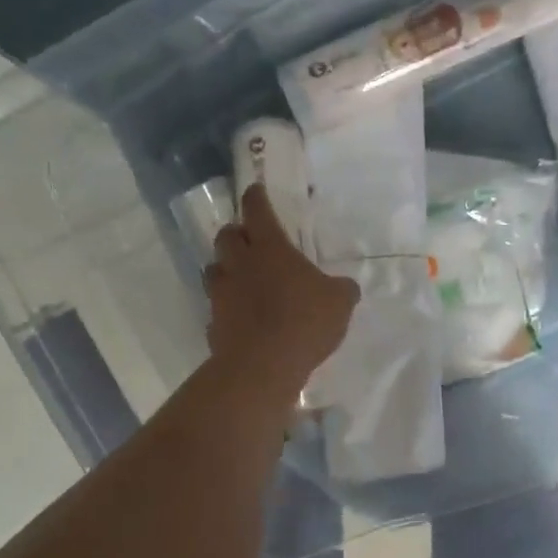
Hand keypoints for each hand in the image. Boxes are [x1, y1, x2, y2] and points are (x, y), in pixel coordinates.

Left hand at [206, 184, 358, 397]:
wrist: (262, 366)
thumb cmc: (304, 322)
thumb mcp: (339, 302)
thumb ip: (341, 289)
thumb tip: (345, 287)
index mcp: (270, 248)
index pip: (256, 210)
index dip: (256, 198)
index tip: (255, 191)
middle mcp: (240, 264)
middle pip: (226, 235)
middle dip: (235, 233)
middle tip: (249, 240)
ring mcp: (221, 294)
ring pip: (214, 269)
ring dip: (225, 268)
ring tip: (241, 278)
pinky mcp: (213, 323)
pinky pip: (216, 307)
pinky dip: (226, 307)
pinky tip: (239, 317)